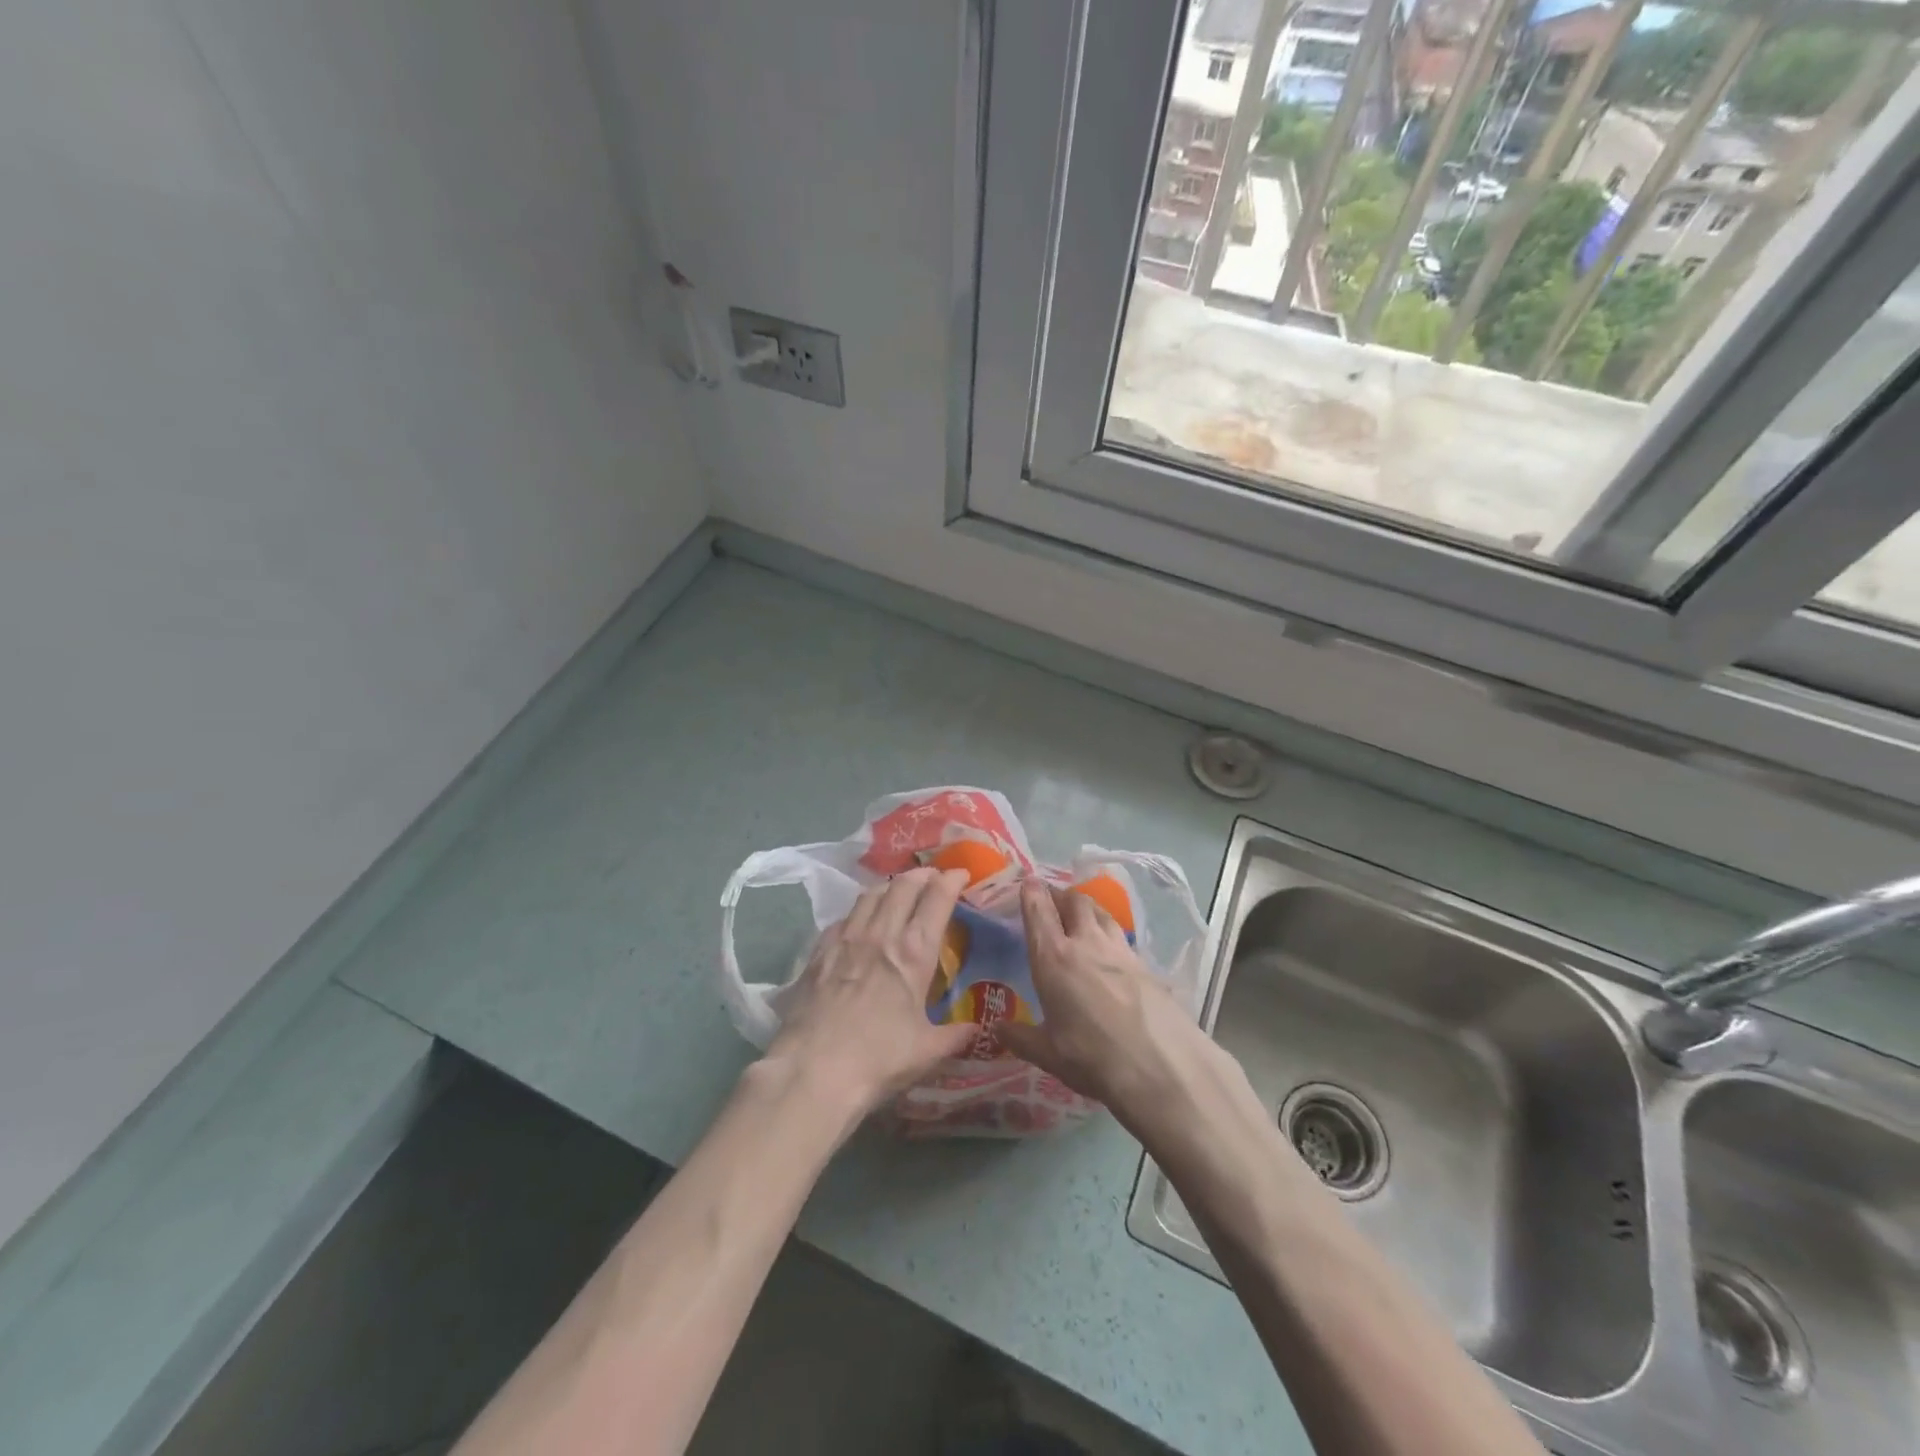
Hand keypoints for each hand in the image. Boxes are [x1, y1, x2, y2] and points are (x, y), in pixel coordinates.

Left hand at [761, 867, 977, 1113]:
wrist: (813, 1070)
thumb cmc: (878, 1060)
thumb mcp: (927, 1051)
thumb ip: (955, 1036)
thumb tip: (978, 1030)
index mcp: (914, 953)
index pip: (937, 899)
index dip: (952, 880)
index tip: (961, 873)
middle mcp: (881, 934)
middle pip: (903, 885)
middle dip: (922, 874)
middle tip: (933, 876)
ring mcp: (846, 938)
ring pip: (871, 894)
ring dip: (890, 885)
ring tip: (899, 889)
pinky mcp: (819, 950)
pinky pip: (844, 917)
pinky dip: (860, 910)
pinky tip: (860, 921)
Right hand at [998, 878, 1216, 1130]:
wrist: (1162, 1066)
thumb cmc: (1093, 1058)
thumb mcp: (1049, 1054)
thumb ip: (1021, 1038)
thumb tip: (997, 1029)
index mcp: (1053, 957)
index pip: (1038, 910)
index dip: (1031, 892)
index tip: (1026, 882)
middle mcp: (1086, 942)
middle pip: (1074, 900)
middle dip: (1061, 894)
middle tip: (1052, 898)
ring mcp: (1119, 949)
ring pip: (1101, 912)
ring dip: (1087, 908)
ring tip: (1080, 915)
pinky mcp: (1145, 963)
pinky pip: (1121, 936)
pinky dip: (1109, 933)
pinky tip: (1110, 951)